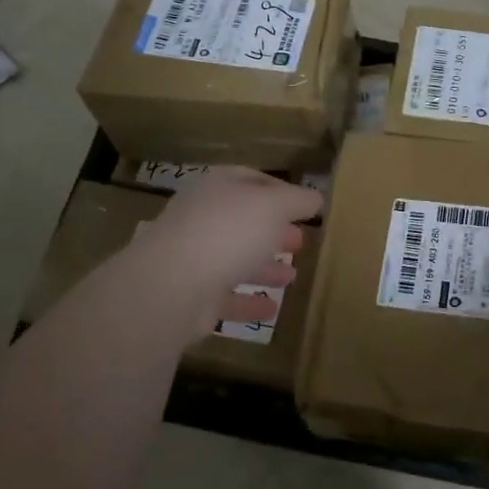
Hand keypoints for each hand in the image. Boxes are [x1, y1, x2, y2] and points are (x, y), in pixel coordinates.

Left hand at [129, 168, 322, 339]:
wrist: (172, 286)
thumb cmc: (228, 232)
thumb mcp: (274, 206)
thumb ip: (298, 200)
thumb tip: (316, 198)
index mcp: (218, 187)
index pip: (252, 180)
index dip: (280, 190)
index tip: (305, 206)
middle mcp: (203, 218)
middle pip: (244, 221)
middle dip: (273, 230)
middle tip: (300, 241)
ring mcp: (194, 257)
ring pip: (235, 259)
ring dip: (264, 266)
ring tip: (293, 276)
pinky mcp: (192, 296)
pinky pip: (227, 296)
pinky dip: (249, 301)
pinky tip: (273, 308)